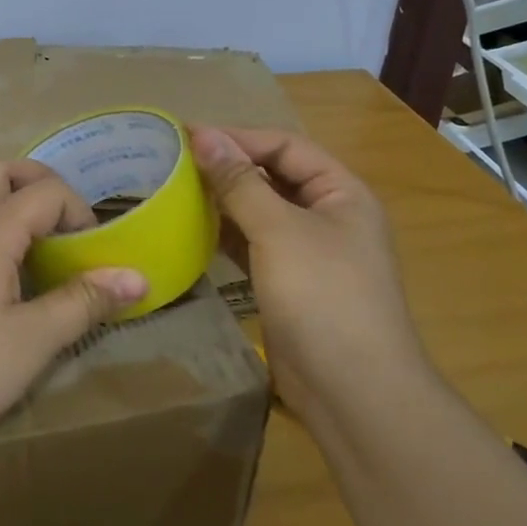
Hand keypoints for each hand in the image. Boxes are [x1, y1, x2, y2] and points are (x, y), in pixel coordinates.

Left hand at [0, 159, 147, 468]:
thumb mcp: (34, 340)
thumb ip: (85, 302)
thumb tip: (138, 277)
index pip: (44, 192)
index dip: (79, 211)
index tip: (95, 252)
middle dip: (38, 182)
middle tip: (64, 223)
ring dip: (8, 201)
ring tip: (36, 244)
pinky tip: (0, 275)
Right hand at [188, 126, 423, 416]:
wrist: (353, 390)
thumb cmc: (322, 296)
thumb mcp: (278, 230)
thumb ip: (239, 182)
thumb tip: (204, 135)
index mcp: (341, 193)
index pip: (285, 146)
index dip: (238, 137)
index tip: (186, 135)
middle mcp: (328, 216)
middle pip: (273, 176)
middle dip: (228, 167)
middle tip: (174, 162)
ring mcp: (309, 253)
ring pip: (260, 212)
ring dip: (223, 201)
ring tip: (174, 191)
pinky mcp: (289, 284)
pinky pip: (253, 245)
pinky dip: (225, 235)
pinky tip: (191, 231)